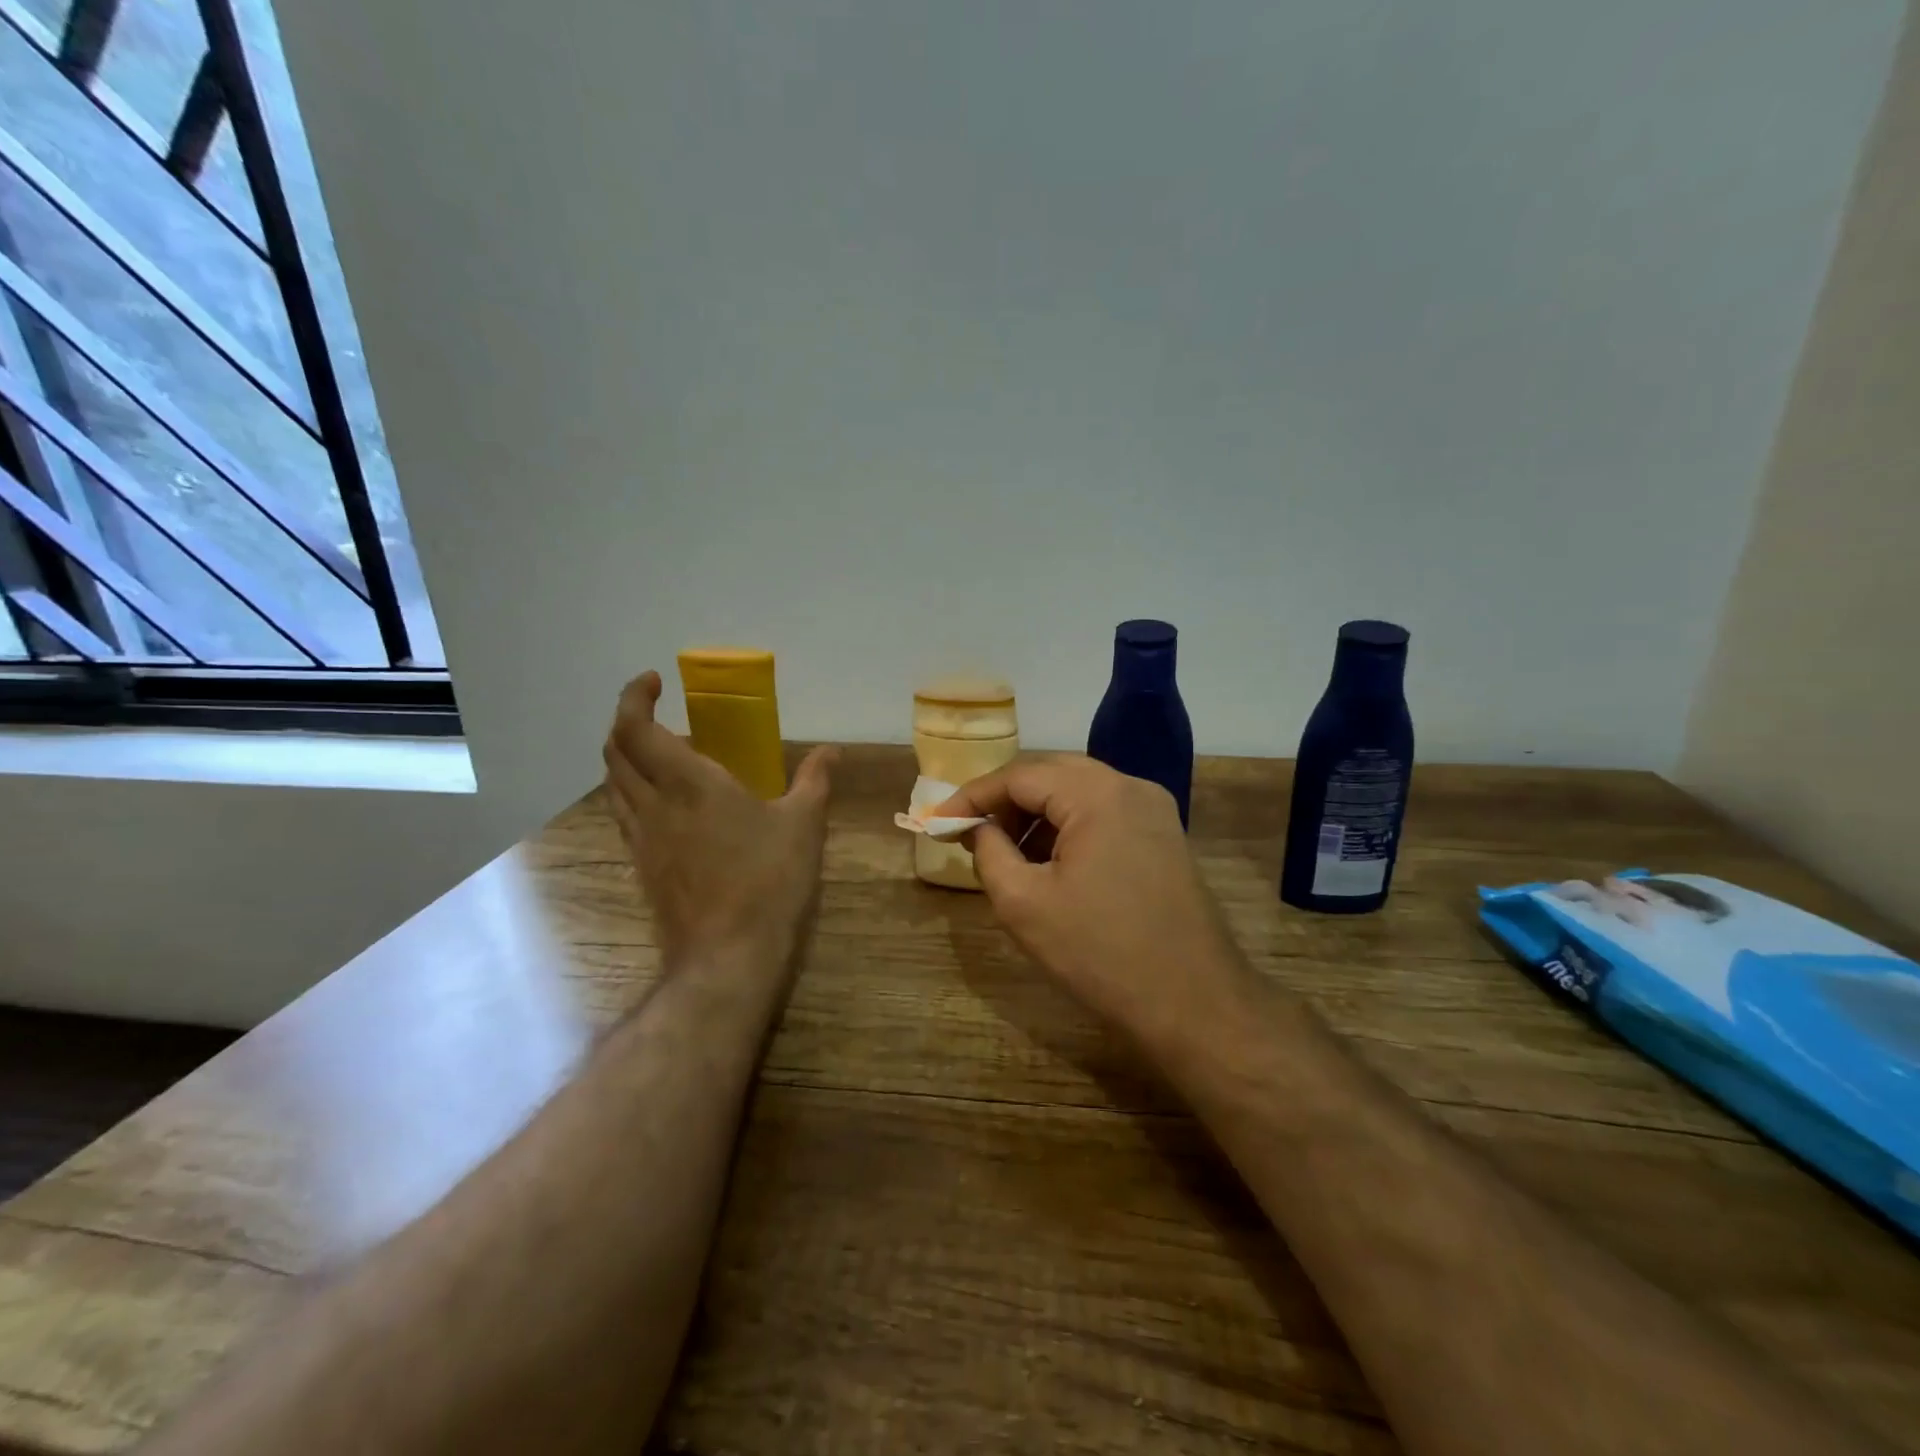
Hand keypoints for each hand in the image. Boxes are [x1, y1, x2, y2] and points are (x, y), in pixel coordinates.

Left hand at [603, 671, 836, 965]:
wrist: (728, 957)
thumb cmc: (769, 881)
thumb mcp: (803, 825)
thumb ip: (815, 780)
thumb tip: (832, 750)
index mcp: (688, 783)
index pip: (636, 728)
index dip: (634, 697)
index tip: (654, 682)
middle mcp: (653, 805)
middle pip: (614, 752)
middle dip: (627, 723)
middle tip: (658, 714)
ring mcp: (642, 839)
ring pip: (614, 785)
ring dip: (626, 758)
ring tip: (661, 754)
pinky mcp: (642, 868)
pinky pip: (625, 815)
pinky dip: (633, 792)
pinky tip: (667, 805)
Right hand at [935, 757, 1245, 1042]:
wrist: (1195, 1005)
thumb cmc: (1100, 954)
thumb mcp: (1024, 904)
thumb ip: (989, 851)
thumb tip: (977, 827)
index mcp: (1097, 794)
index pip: (1019, 775)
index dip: (972, 796)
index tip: (936, 822)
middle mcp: (1130, 787)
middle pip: (1051, 774)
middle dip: (1005, 802)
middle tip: (970, 834)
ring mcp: (1154, 811)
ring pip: (1079, 793)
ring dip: (1037, 815)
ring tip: (1005, 854)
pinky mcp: (1164, 837)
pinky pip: (1104, 815)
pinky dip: (1068, 828)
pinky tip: (1048, 863)